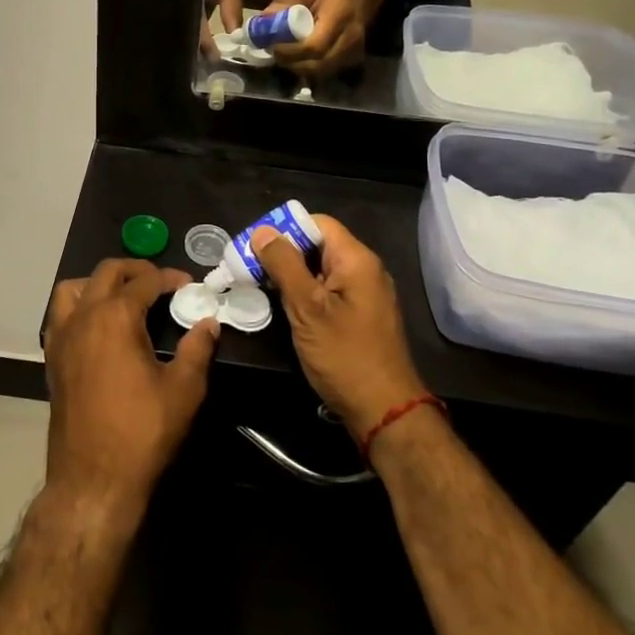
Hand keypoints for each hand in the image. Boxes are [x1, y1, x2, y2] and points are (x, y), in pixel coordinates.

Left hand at [42, 260, 219, 518]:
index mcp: (115, 317)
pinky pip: (60, 315)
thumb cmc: (141, 433)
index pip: (145, 281)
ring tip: (122, 296)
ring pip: (73, 289)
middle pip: (106, 272)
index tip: (188, 284)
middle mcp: (83, 317)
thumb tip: (209, 324)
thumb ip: (197, 350)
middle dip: (135, 270)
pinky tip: (98, 327)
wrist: (93, 479)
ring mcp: (62, 337)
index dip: (170, 278)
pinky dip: (79, 306)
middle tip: (160, 282)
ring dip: (98, 283)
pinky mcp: (52, 359)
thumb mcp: (183, 391)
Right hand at [253, 217, 425, 440]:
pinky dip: (306, 293)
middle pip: (319, 245)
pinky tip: (286, 309)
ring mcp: (365, 294)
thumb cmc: (344, 356)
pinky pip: (329, 290)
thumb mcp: (307, 308)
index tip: (255, 246)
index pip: (318, 223)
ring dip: (292, 275)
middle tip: (250, 268)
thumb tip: (263, 231)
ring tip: (260, 287)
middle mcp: (365, 270)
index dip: (285, 229)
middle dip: (284, 253)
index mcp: (356, 260)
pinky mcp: (361, 316)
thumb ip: (284, 265)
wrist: (384, 411)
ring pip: (321, 269)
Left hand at [266, 0, 377, 75]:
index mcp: (340, 15)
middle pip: (318, 64)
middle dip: (292, 63)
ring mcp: (354, 51)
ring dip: (299, 67)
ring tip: (285, 55)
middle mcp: (351, 37)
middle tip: (275, 54)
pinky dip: (309, 68)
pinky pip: (327, 72)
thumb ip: (285, 2)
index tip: (273, 47)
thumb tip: (264, 20)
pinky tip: (299, 58)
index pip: (314, 46)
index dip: (290, 52)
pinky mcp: (352, 60)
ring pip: (321, 72)